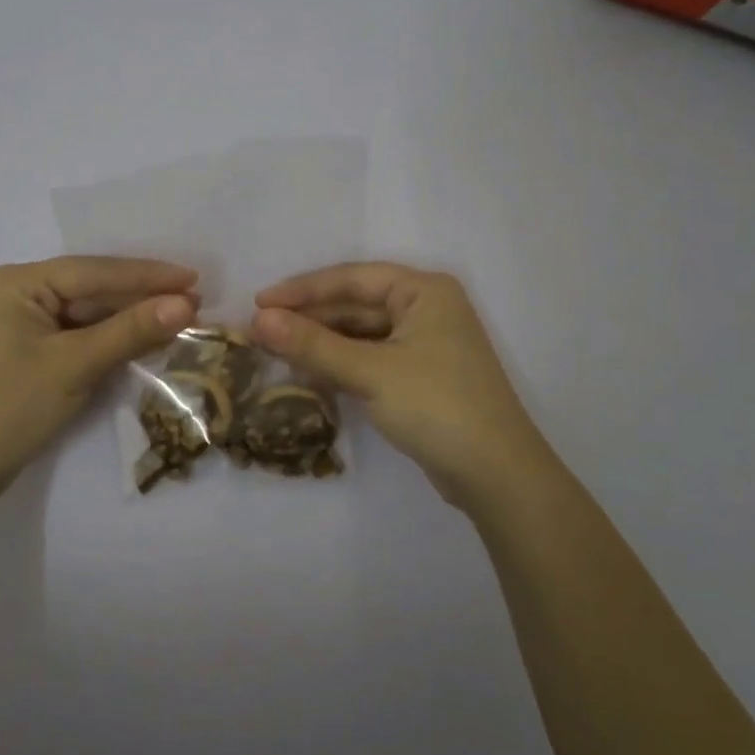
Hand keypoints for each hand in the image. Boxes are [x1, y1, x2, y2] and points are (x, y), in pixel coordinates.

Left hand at [0, 257, 197, 509]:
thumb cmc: (7, 408)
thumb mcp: (73, 366)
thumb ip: (130, 332)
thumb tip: (186, 304)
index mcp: (18, 284)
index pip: (94, 271)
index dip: (147, 275)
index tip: (194, 279)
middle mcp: (17, 295)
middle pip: (91, 291)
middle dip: (141, 299)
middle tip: (196, 301)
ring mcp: (21, 327)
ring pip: (87, 316)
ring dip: (129, 321)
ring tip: (180, 319)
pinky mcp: (28, 356)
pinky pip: (77, 338)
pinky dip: (110, 342)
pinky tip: (144, 342)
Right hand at [252, 263, 546, 504]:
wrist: (496, 475)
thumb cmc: (437, 406)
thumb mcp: (370, 372)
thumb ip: (313, 345)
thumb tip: (259, 320)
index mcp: (423, 291)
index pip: (351, 279)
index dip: (302, 289)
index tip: (259, 302)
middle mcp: (426, 309)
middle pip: (355, 305)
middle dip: (309, 318)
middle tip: (260, 331)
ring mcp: (425, 344)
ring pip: (360, 334)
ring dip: (321, 343)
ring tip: (276, 351)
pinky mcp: (420, 376)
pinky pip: (370, 358)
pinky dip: (340, 364)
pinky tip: (308, 373)